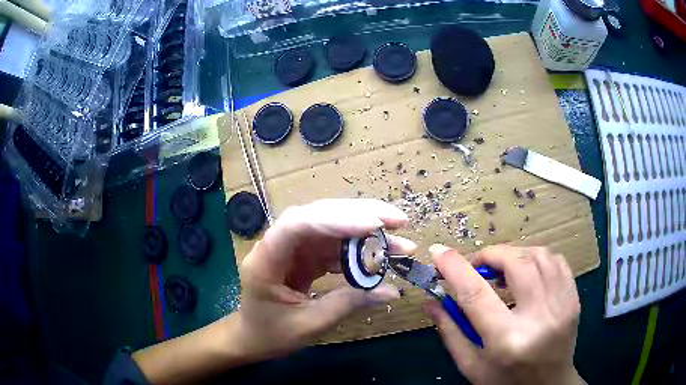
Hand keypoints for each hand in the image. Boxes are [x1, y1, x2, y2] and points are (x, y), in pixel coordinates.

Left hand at [234, 199, 416, 360]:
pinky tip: (381, 254)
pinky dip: (359, 249)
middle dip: (360, 214)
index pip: (298, 224)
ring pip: (332, 227)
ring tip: (400, 238)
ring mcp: (294, 248)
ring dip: (366, 230)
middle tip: (398, 221)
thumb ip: (348, 304)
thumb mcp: (309, 324)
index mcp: (266, 259)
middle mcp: (279, 244)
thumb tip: (392, 291)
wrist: (252, 337)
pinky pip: (335, 245)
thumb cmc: (270, 333)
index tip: (374, 225)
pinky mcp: (306, 256)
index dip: (336, 219)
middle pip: (319, 215)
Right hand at [423, 244, 583, 384]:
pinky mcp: (574, 298)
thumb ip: (451, 331)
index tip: (439, 251)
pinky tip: (527, 271)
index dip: (455, 267)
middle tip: (478, 266)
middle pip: (514, 263)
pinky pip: (556, 260)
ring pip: (538, 255)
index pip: (476, 294)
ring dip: (514, 255)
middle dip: (490, 255)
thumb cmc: (505, 381)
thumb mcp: (471, 365)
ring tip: (502, 269)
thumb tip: (431, 301)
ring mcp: (562, 304)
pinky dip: (537, 257)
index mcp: (506, 340)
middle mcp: (538, 318)